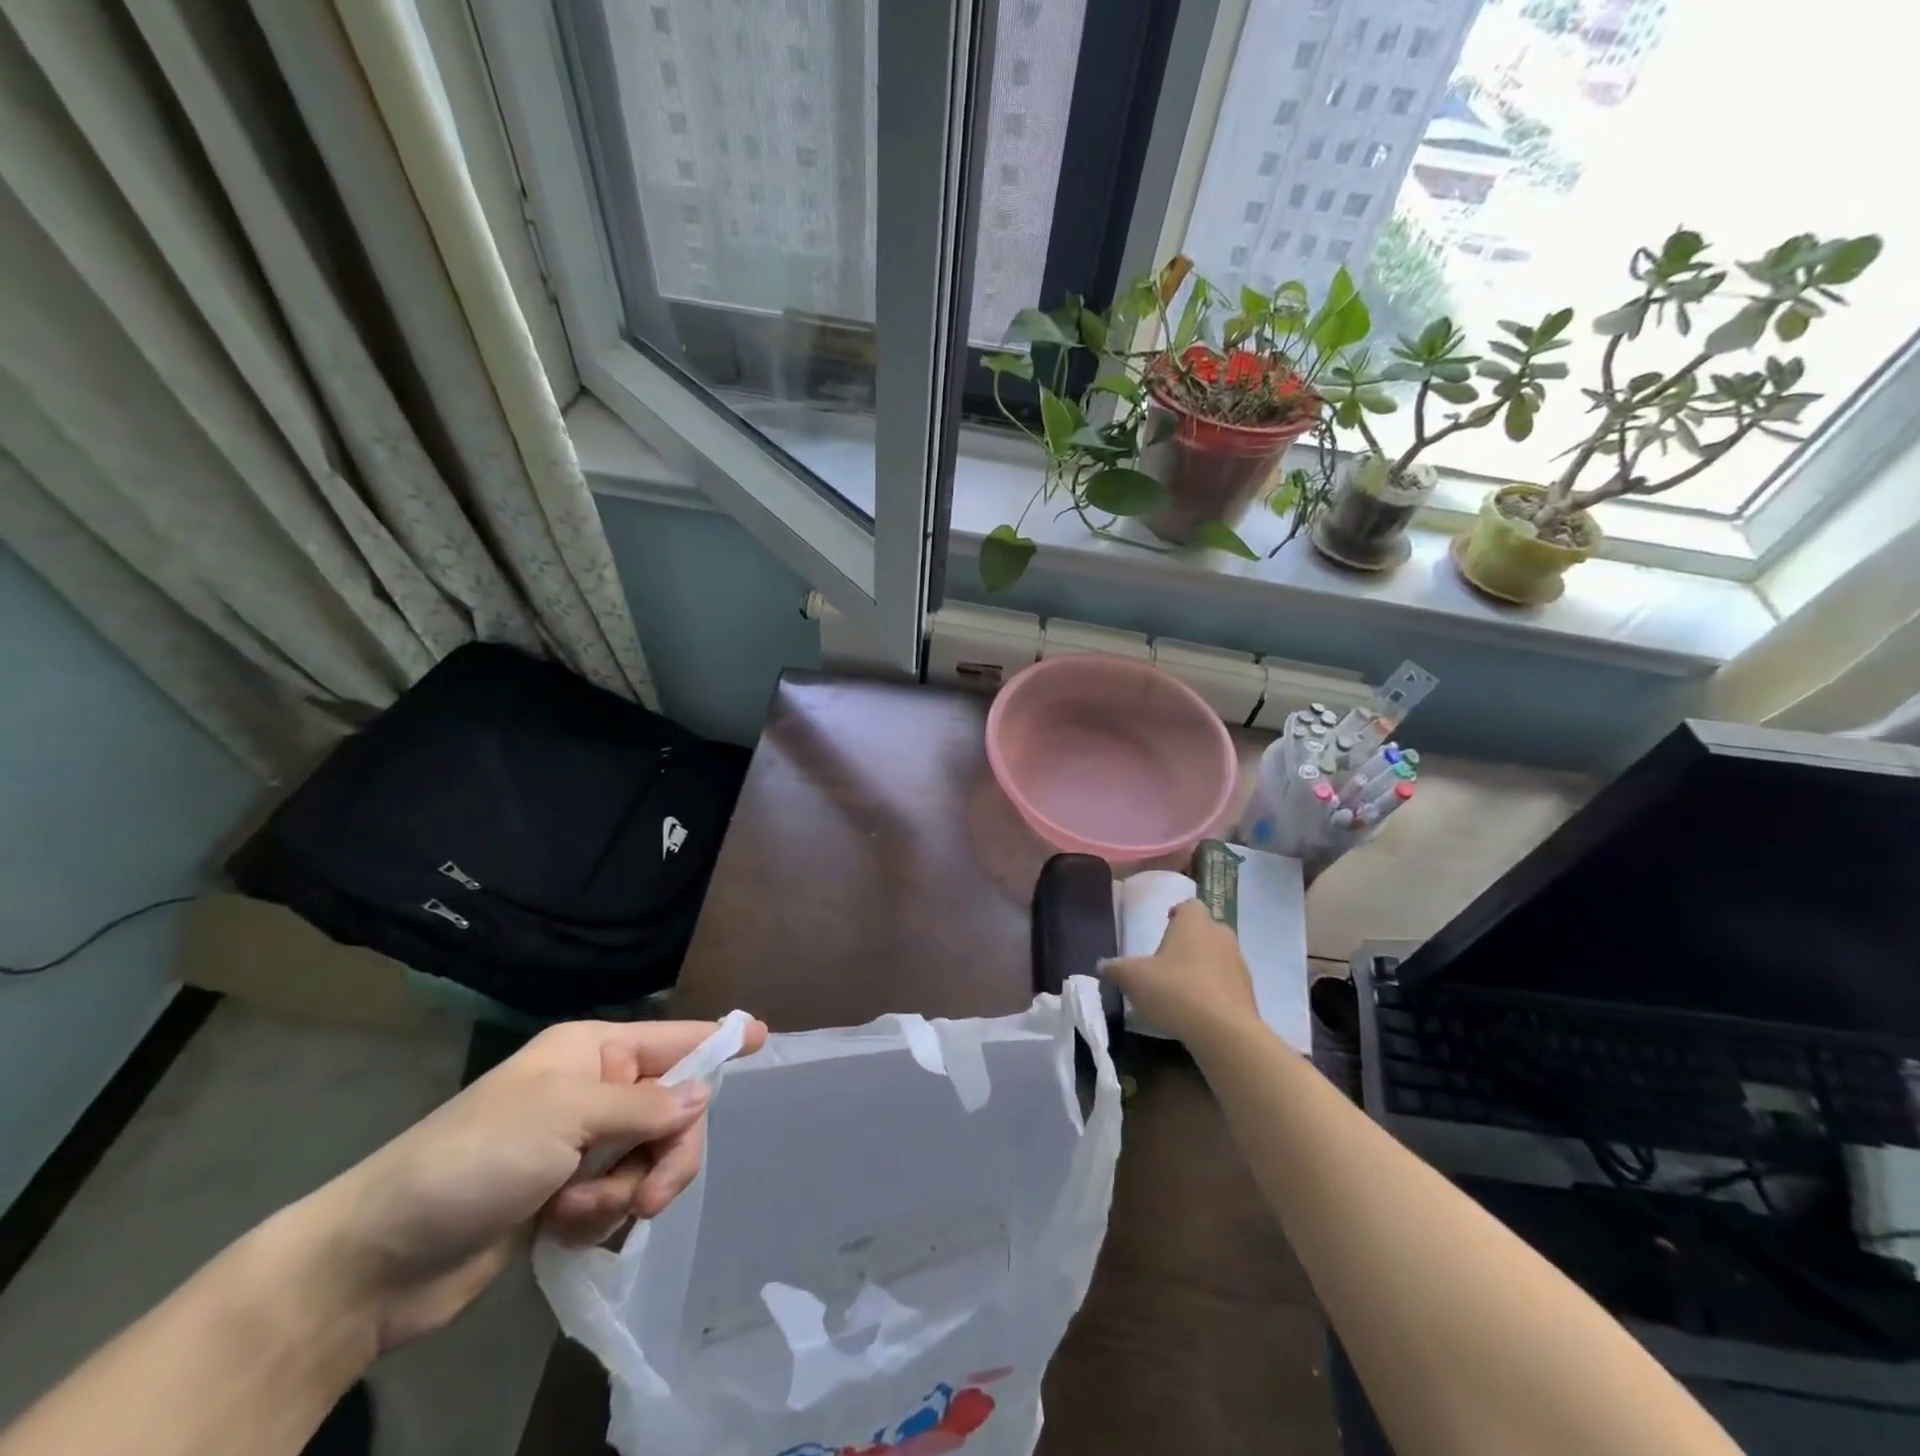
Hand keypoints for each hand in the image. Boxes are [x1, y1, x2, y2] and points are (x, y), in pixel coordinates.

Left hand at [297, 1017, 765, 1351]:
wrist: (376, 1260)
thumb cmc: (473, 1159)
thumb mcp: (564, 1117)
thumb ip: (642, 1103)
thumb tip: (704, 1092)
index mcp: (593, 1052)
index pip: (674, 1038)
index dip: (719, 1038)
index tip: (763, 1037)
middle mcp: (595, 1090)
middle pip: (673, 1109)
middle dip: (668, 1153)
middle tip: (651, 1196)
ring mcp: (582, 1144)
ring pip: (652, 1157)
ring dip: (628, 1191)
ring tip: (580, 1214)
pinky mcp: (567, 1193)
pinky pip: (621, 1196)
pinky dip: (602, 1217)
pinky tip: (562, 1229)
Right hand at [1102, 899, 1258, 1047]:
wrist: (1224, 1032)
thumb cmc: (1175, 990)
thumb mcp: (1132, 978)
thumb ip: (1115, 969)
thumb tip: (1102, 965)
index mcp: (1194, 923)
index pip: (1189, 906)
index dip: (1177, 914)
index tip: (1165, 927)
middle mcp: (1221, 936)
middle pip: (1206, 930)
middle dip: (1191, 941)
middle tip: (1170, 960)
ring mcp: (1239, 964)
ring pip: (1219, 957)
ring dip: (1205, 967)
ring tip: (1183, 989)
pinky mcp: (1249, 994)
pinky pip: (1228, 985)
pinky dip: (1216, 992)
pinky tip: (1199, 1011)